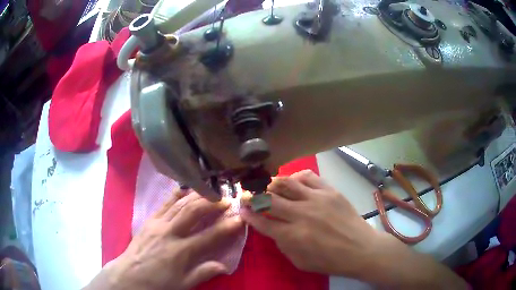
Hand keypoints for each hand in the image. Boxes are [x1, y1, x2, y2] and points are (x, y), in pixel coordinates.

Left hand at [85, 189, 243, 289]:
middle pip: (194, 212)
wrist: (129, 275)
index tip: (240, 218)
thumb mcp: (183, 284)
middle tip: (227, 199)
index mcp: (181, 252)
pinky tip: (187, 188)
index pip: (209, 236)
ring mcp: (159, 223)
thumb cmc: (158, 282)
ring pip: (180, 204)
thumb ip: (203, 273)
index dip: (227, 227)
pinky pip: (165, 202)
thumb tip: (225, 265)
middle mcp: (170, 233)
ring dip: (198, 195)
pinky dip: (178, 194)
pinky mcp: (150, 219)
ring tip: (212, 191)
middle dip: (212, 203)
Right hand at [241, 170, 467, 288]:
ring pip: (286, 182)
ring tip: (269, 187)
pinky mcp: (329, 190)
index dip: (248, 214)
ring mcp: (316, 199)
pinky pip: (307, 176)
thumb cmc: (330, 260)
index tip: (241, 208)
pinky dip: (295, 177)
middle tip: (248, 195)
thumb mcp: (299, 261)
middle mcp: (301, 215)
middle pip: (269, 199)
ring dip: (272, 184)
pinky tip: (293, 182)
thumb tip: (271, 227)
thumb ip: (282, 244)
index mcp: (292, 236)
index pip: (262, 221)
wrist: (361, 249)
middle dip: (253, 196)